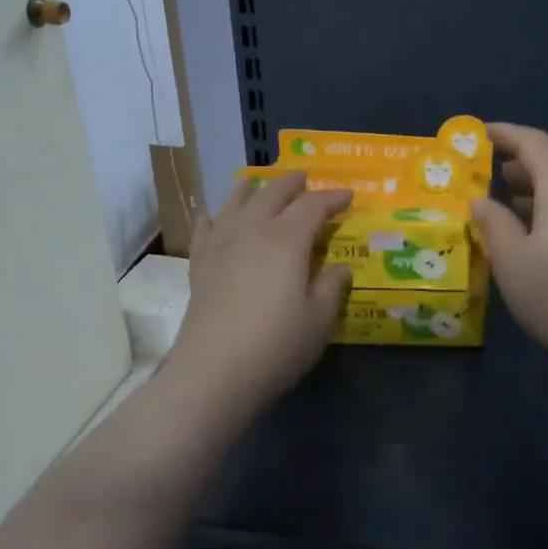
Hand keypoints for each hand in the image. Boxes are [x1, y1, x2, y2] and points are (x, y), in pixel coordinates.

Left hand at [165, 171, 353, 414]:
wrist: (214, 369)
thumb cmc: (276, 344)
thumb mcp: (319, 319)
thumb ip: (332, 287)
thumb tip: (340, 268)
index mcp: (288, 238)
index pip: (314, 205)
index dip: (333, 198)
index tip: (348, 196)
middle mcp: (253, 229)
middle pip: (273, 193)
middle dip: (292, 183)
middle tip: (305, 179)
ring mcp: (221, 243)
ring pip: (235, 201)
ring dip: (251, 188)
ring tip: (256, 182)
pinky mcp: (199, 262)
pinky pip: (205, 226)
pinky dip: (213, 215)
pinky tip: (212, 215)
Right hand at [472, 124, 547, 369]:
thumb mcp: (511, 260)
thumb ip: (493, 223)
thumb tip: (482, 201)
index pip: (534, 143)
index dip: (506, 134)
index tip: (481, 133)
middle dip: (520, 163)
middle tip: (489, 171)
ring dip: (537, 187)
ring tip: (508, 200)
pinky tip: (538, 231)